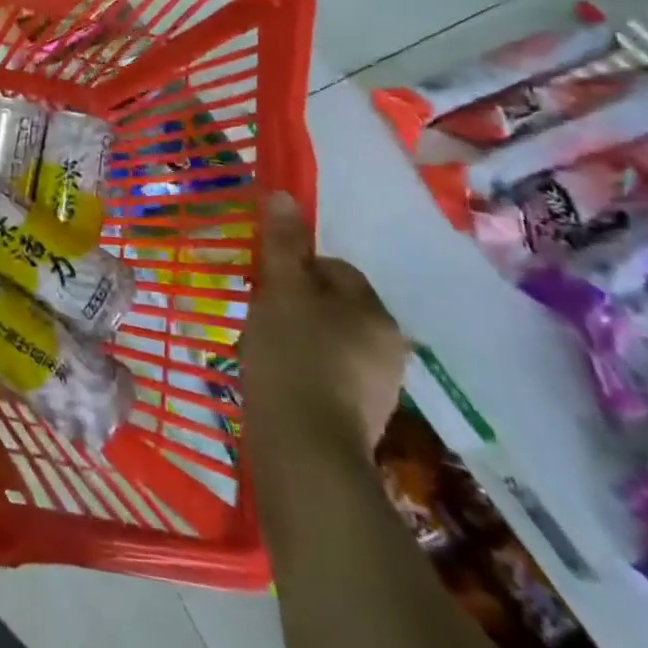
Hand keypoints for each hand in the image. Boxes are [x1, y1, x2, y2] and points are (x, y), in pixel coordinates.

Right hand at [239, 190, 407, 459]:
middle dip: (296, 305)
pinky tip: (276, 380)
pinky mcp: (358, 420)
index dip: (295, 269)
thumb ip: (284, 244)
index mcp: (375, 312)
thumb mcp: (282, 290)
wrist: (304, 451)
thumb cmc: (294, 357)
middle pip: (333, 306)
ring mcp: (377, 388)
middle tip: (260, 314)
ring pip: (329, 341)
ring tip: (262, 350)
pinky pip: (326, 376)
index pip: (334, 269)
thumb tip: (286, 195)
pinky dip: (302, 372)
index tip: (265, 283)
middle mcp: (388, 346)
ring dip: (297, 338)